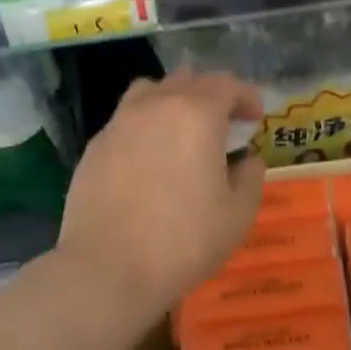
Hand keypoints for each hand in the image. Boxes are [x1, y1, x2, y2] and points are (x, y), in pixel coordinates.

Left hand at [54, 70, 265, 319]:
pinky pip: (126, 119)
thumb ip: (250, 176)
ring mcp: (119, 123)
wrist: (108, 269)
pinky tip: (150, 158)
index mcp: (196, 115)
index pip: (226, 85)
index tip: (256, 118)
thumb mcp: (238, 214)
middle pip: (188, 80)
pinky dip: (146, 125)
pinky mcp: (94, 146)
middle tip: (225, 124)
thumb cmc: (183, 241)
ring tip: (183, 130)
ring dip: (174, 101)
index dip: (246, 97)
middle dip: (212, 95)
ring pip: (151, 91)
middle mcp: (155, 106)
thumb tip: (247, 158)